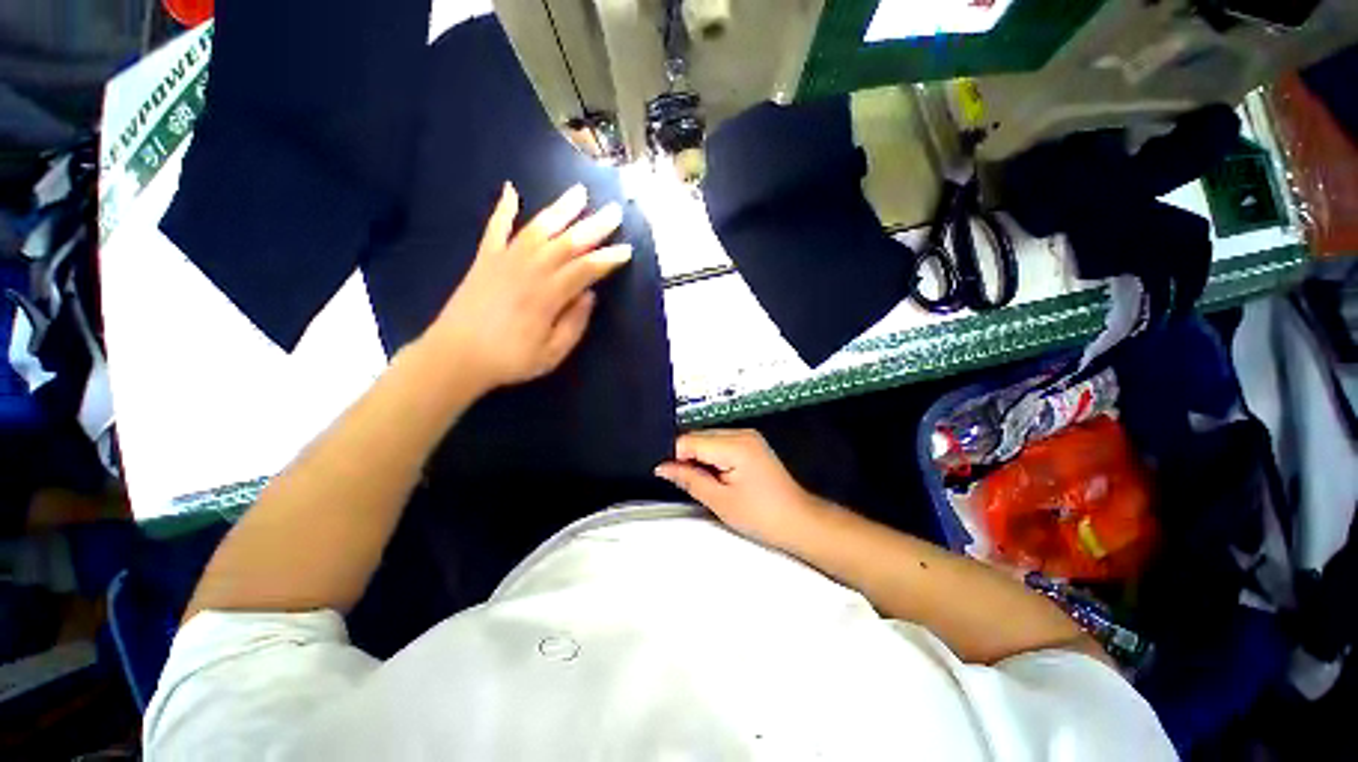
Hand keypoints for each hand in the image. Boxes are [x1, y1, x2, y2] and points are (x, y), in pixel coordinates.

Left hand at [424, 182, 630, 391]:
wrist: (454, 356)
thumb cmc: (509, 360)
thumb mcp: (551, 354)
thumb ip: (574, 324)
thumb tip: (589, 295)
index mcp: (547, 296)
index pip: (584, 270)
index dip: (607, 259)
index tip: (626, 249)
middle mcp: (528, 271)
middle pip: (566, 243)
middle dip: (594, 226)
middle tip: (615, 211)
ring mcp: (504, 260)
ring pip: (537, 228)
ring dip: (560, 209)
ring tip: (579, 192)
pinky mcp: (485, 259)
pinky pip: (495, 228)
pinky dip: (503, 208)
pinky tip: (511, 189)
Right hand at [655, 429, 828, 549]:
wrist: (799, 521)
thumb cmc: (764, 515)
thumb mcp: (719, 500)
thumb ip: (688, 479)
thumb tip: (664, 467)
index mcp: (735, 445)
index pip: (689, 440)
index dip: (673, 456)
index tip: (665, 472)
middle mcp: (742, 433)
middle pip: (698, 436)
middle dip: (686, 456)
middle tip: (681, 481)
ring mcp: (748, 437)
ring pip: (708, 439)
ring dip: (698, 457)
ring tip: (701, 481)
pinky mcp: (750, 444)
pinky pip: (720, 443)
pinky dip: (711, 457)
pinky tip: (714, 476)